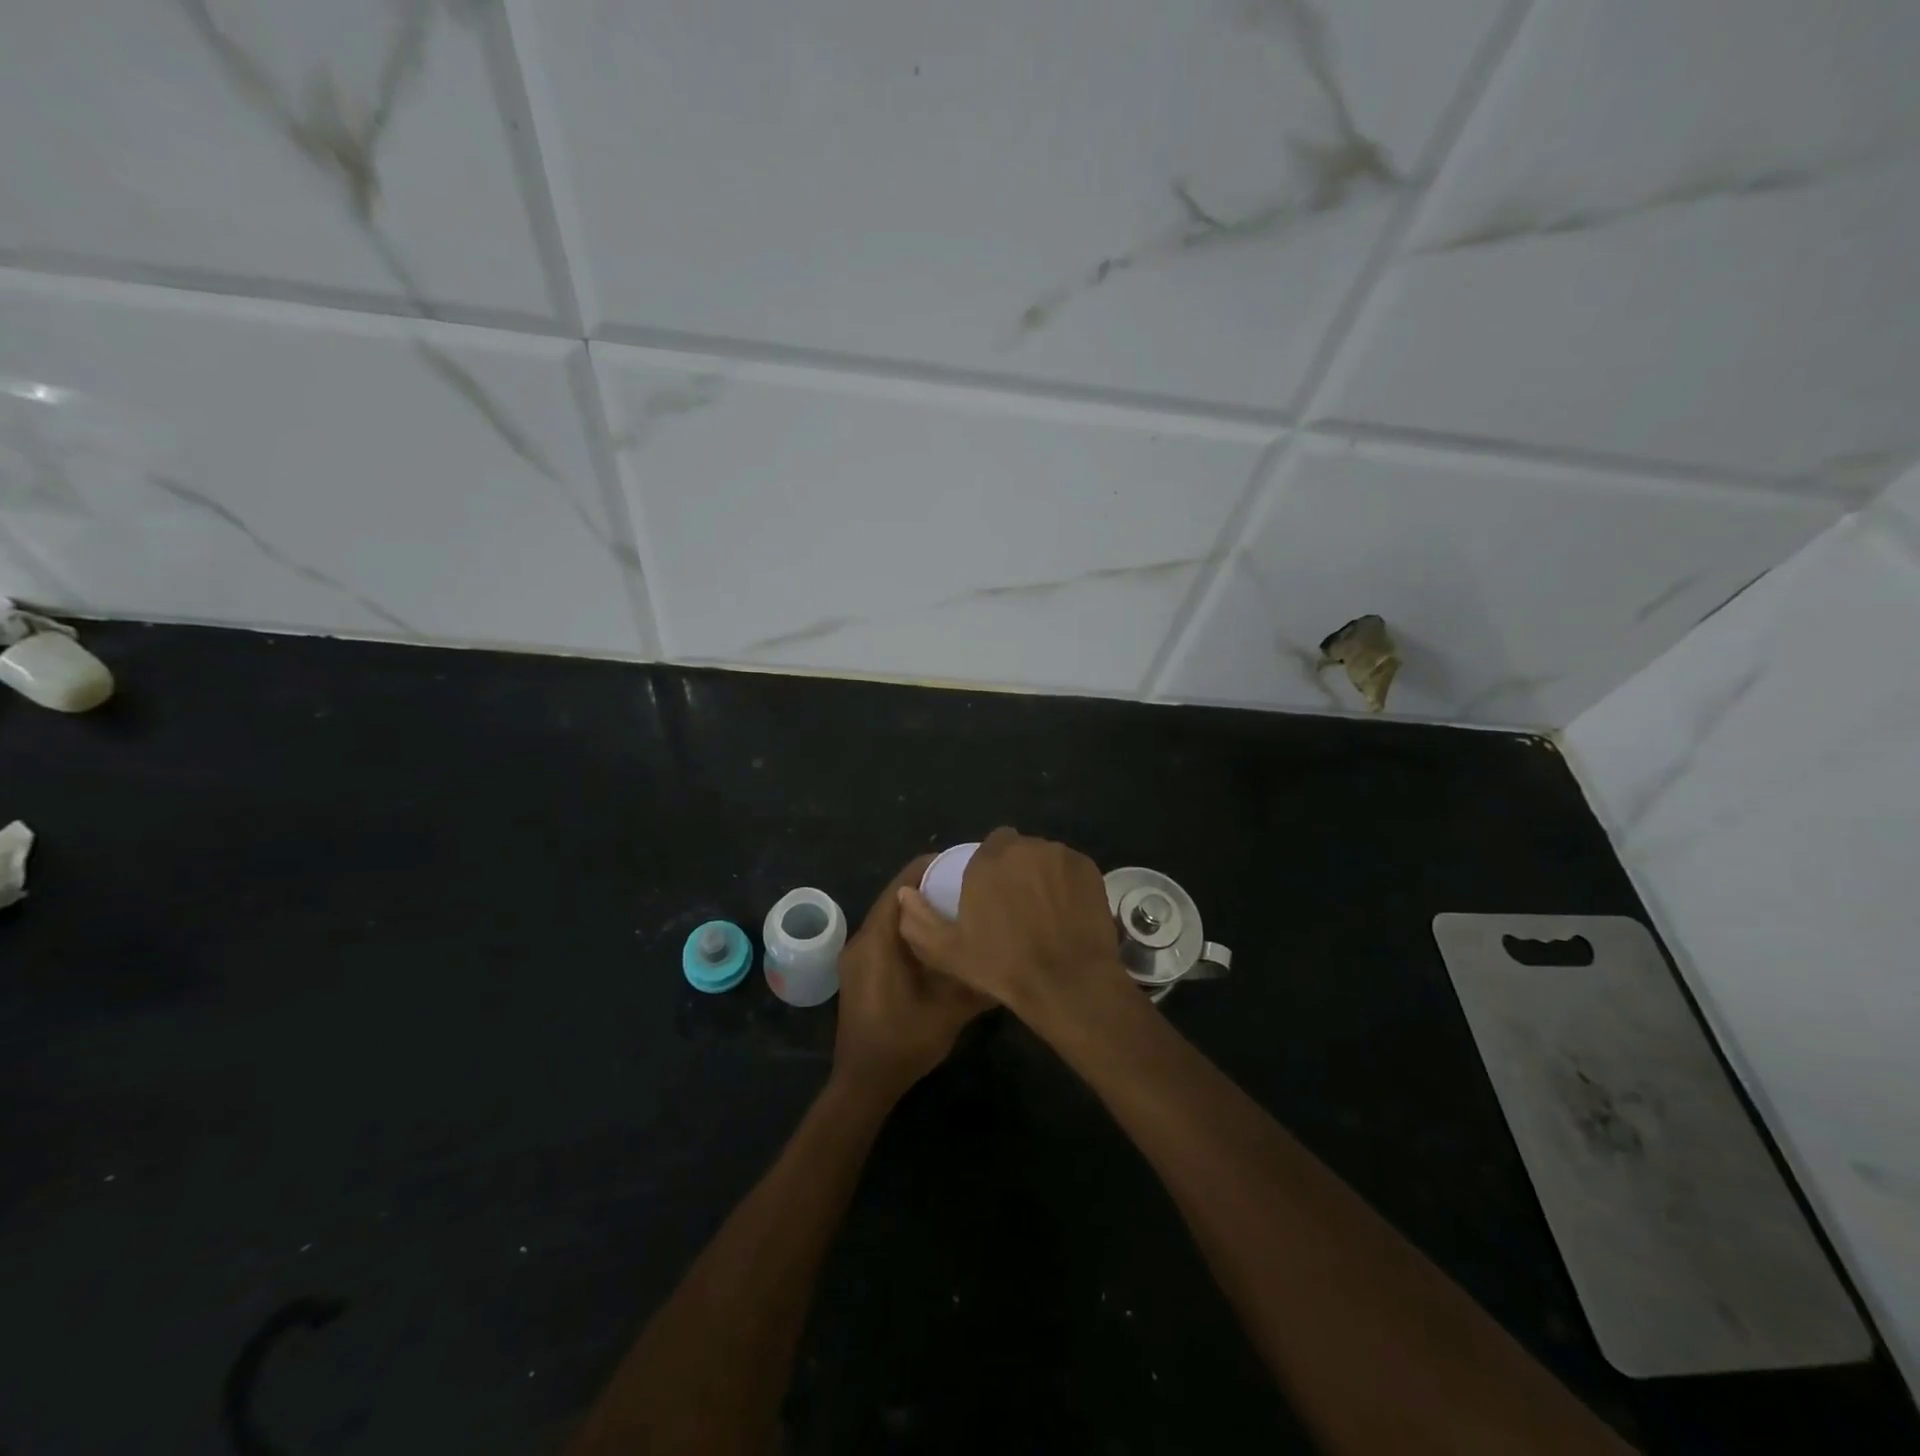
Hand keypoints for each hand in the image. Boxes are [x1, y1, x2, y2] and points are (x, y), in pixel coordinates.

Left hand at [833, 855, 992, 1102]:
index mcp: (877, 940)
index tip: (963, 863)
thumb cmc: (903, 1043)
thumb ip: (977, 980)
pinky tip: (937, 941)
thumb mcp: (949, 1012)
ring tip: (957, 907)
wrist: (863, 1084)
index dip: (930, 868)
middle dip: (929, 886)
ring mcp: (857, 956)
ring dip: (919, 909)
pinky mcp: (859, 971)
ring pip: (890, 917)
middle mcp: (862, 940)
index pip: (902, 885)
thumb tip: (1009, 955)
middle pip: (895, 898)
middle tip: (967, 885)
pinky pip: (886, 936)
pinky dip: (909, 930)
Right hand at [896, 827, 1129, 1020]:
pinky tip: (1067, 910)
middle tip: (1018, 903)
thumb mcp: (949, 952)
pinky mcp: (1088, 868)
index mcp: (988, 861)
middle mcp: (1025, 848)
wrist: (1068, 983)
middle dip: (1017, 867)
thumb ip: (919, 920)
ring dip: (1042, 873)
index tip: (992, 892)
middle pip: (1019, 848)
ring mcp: (1060, 856)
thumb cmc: (1004, 967)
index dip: (991, 866)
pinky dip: (1067, 882)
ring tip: (1045, 908)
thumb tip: (905, 893)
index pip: (990, 845)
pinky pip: (1071, 867)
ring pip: (1046, 856)